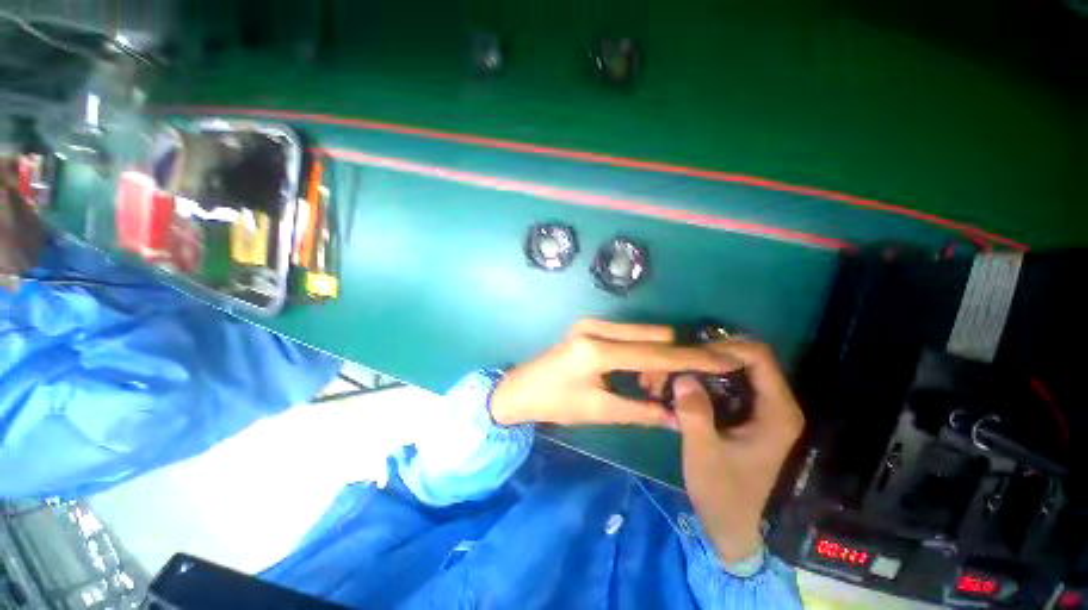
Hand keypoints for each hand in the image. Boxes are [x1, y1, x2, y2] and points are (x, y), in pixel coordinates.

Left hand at [490, 319, 737, 427]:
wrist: (521, 389)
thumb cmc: (554, 403)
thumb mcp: (599, 411)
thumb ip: (642, 412)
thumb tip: (678, 418)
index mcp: (597, 351)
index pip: (655, 355)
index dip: (691, 360)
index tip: (724, 361)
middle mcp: (597, 328)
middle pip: (655, 336)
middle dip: (670, 362)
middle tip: (660, 391)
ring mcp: (593, 323)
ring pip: (644, 333)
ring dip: (654, 358)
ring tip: (641, 387)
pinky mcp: (591, 325)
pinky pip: (629, 334)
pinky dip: (640, 352)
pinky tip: (631, 373)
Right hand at [667, 339, 803, 562]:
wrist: (737, 528)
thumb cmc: (725, 494)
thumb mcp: (704, 454)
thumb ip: (694, 413)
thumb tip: (681, 377)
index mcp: (776, 411)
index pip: (758, 356)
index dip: (724, 347)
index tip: (691, 356)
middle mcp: (774, 403)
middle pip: (745, 357)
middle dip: (708, 355)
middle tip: (678, 364)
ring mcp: (761, 408)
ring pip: (733, 369)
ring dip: (702, 367)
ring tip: (674, 376)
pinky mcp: (747, 414)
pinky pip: (726, 383)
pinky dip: (703, 380)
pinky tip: (681, 390)